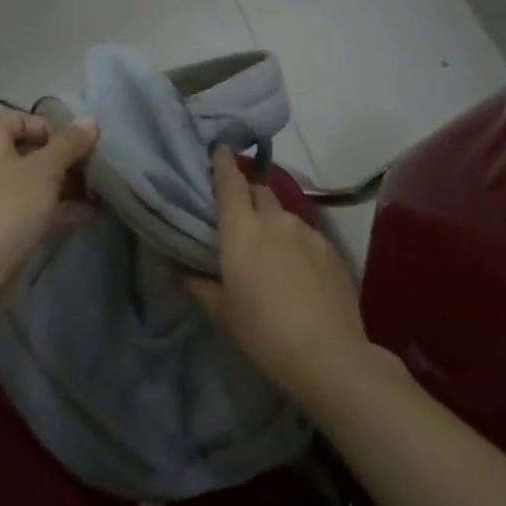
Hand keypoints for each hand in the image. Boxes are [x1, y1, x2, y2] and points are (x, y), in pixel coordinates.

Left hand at [0, 109, 97, 313]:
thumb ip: (69, 144)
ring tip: (99, 192)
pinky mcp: (1, 230)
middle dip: (63, 159)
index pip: (17, 120)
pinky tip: (89, 216)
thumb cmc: (7, 208)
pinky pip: (34, 210)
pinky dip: (59, 210)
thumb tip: (89, 121)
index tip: (75, 143)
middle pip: (29, 153)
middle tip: (93, 168)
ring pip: (34, 184)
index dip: (48, 126)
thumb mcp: (44, 170)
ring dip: (66, 186)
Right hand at [185, 148, 372, 403]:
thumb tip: (174, 268)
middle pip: (258, 190)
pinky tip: (298, 271)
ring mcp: (307, 231)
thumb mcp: (222, 311)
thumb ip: (197, 283)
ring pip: (283, 213)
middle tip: (239, 217)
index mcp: (242, 229)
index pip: (229, 181)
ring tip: (271, 251)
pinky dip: (296, 243)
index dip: (223, 163)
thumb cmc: (263, 332)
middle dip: (247, 195)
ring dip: (273, 222)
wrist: (329, 355)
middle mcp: (275, 219)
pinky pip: (306, 234)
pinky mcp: (331, 248)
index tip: (219, 150)